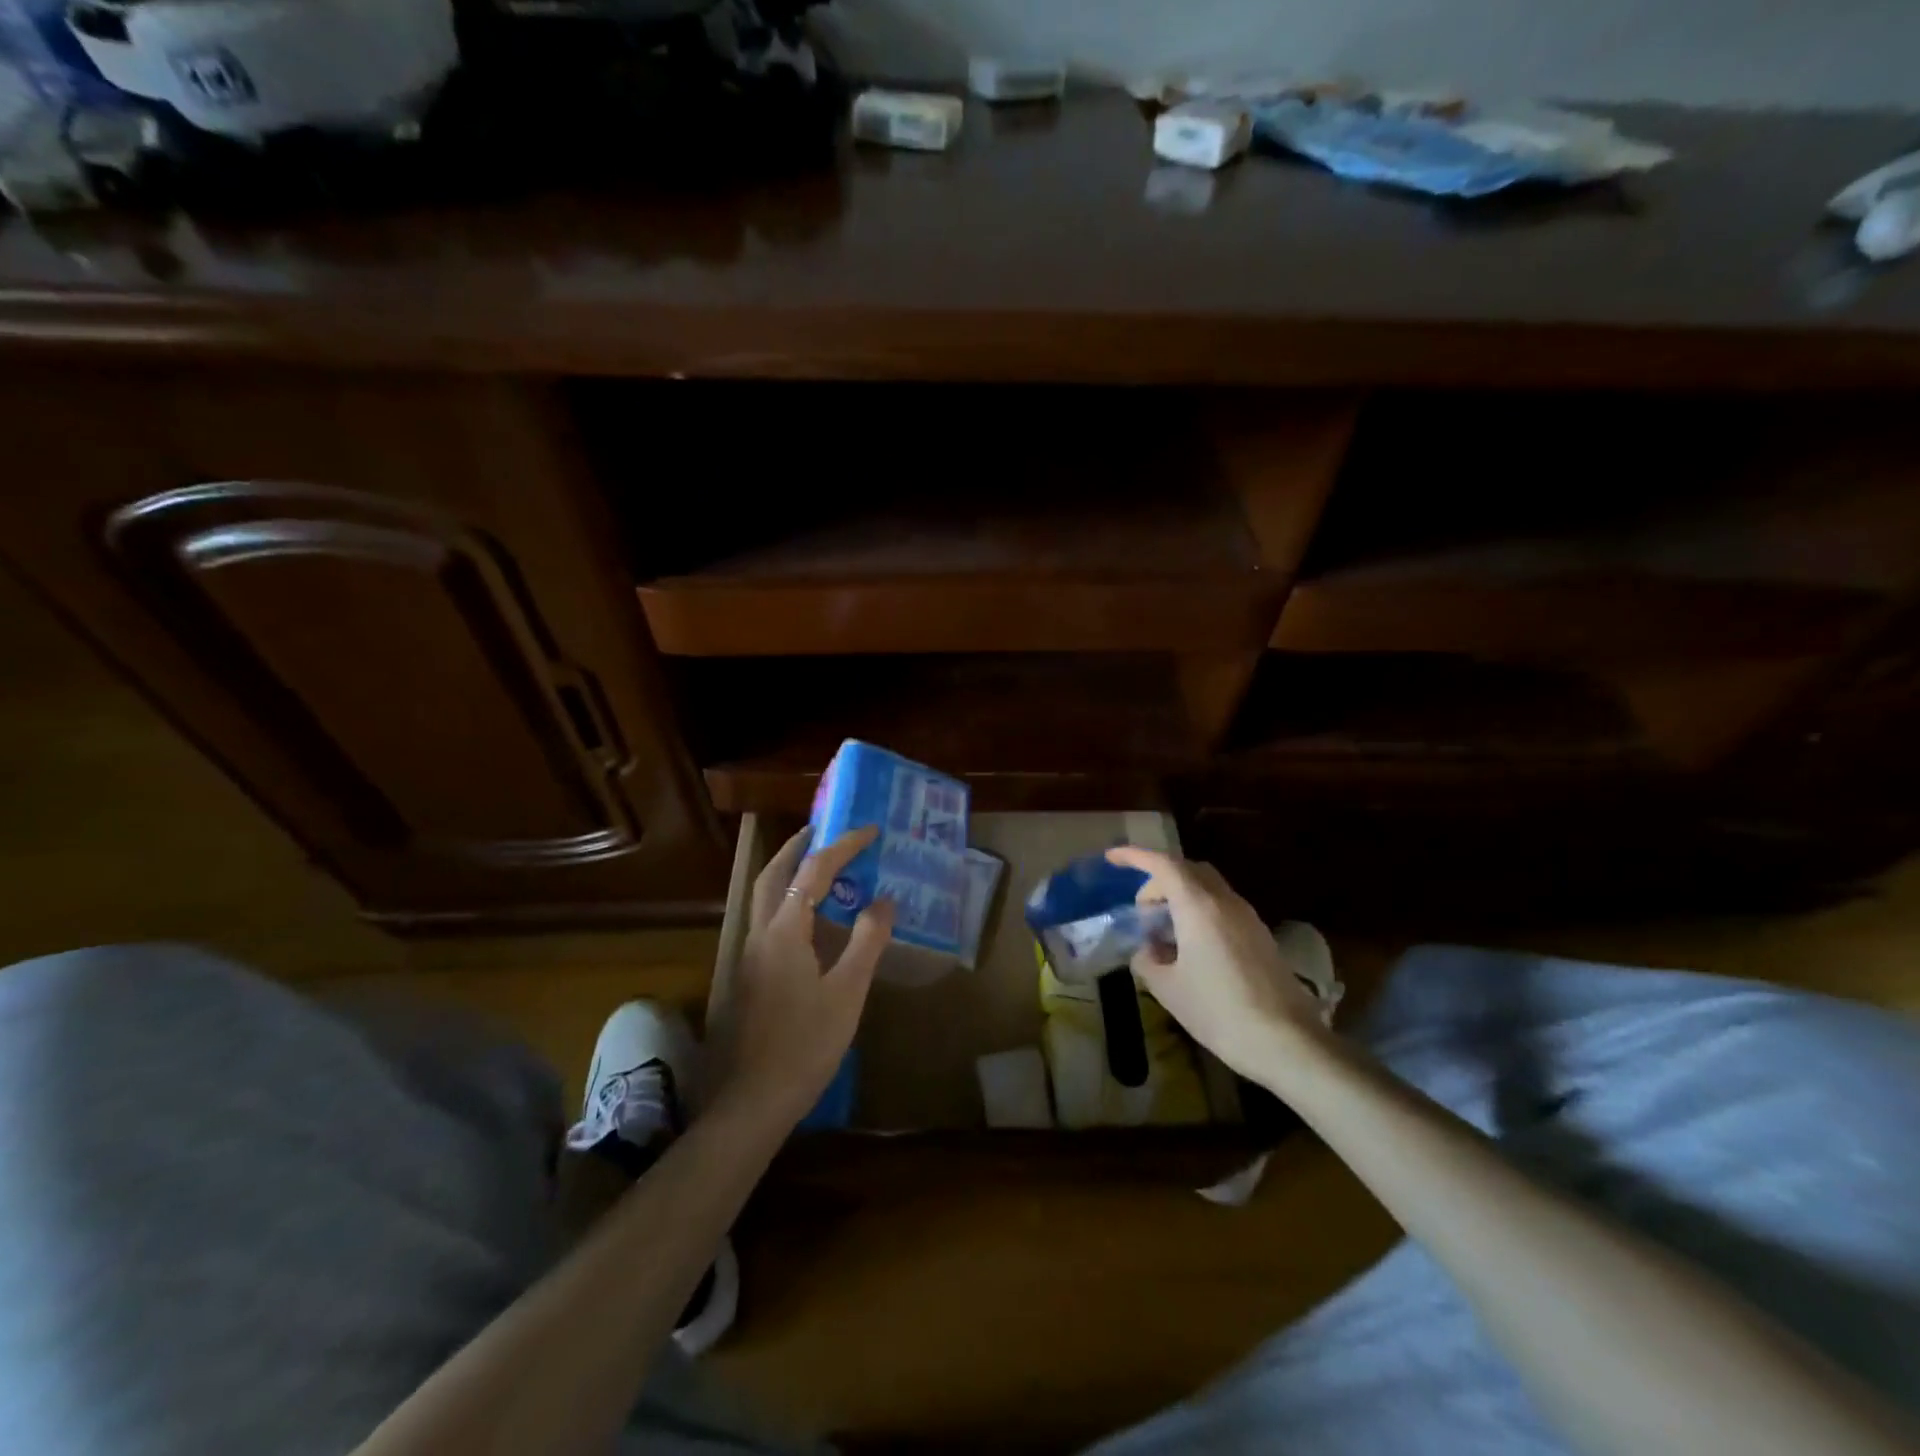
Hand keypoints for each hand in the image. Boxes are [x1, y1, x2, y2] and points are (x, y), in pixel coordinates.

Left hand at [706, 826, 894, 1129]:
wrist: (753, 1101)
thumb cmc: (805, 1044)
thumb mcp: (847, 992)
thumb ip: (866, 941)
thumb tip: (883, 900)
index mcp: (784, 931)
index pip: (813, 871)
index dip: (842, 846)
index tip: (869, 830)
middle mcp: (759, 934)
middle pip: (772, 874)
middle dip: (797, 847)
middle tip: (824, 831)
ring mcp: (748, 957)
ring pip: (763, 898)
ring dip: (788, 872)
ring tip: (820, 867)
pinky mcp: (748, 977)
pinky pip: (767, 921)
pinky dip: (786, 901)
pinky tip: (808, 922)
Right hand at [1106, 846, 1329, 1084]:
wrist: (1288, 1042)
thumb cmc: (1219, 1011)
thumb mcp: (1168, 989)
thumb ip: (1148, 961)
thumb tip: (1146, 951)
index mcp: (1198, 906)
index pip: (1162, 864)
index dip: (1134, 856)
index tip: (1112, 858)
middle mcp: (1225, 902)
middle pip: (1188, 870)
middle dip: (1159, 880)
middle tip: (1141, 910)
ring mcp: (1248, 917)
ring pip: (1207, 888)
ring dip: (1180, 897)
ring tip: (1163, 932)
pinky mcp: (1261, 936)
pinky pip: (1222, 907)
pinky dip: (1199, 912)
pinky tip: (1191, 948)